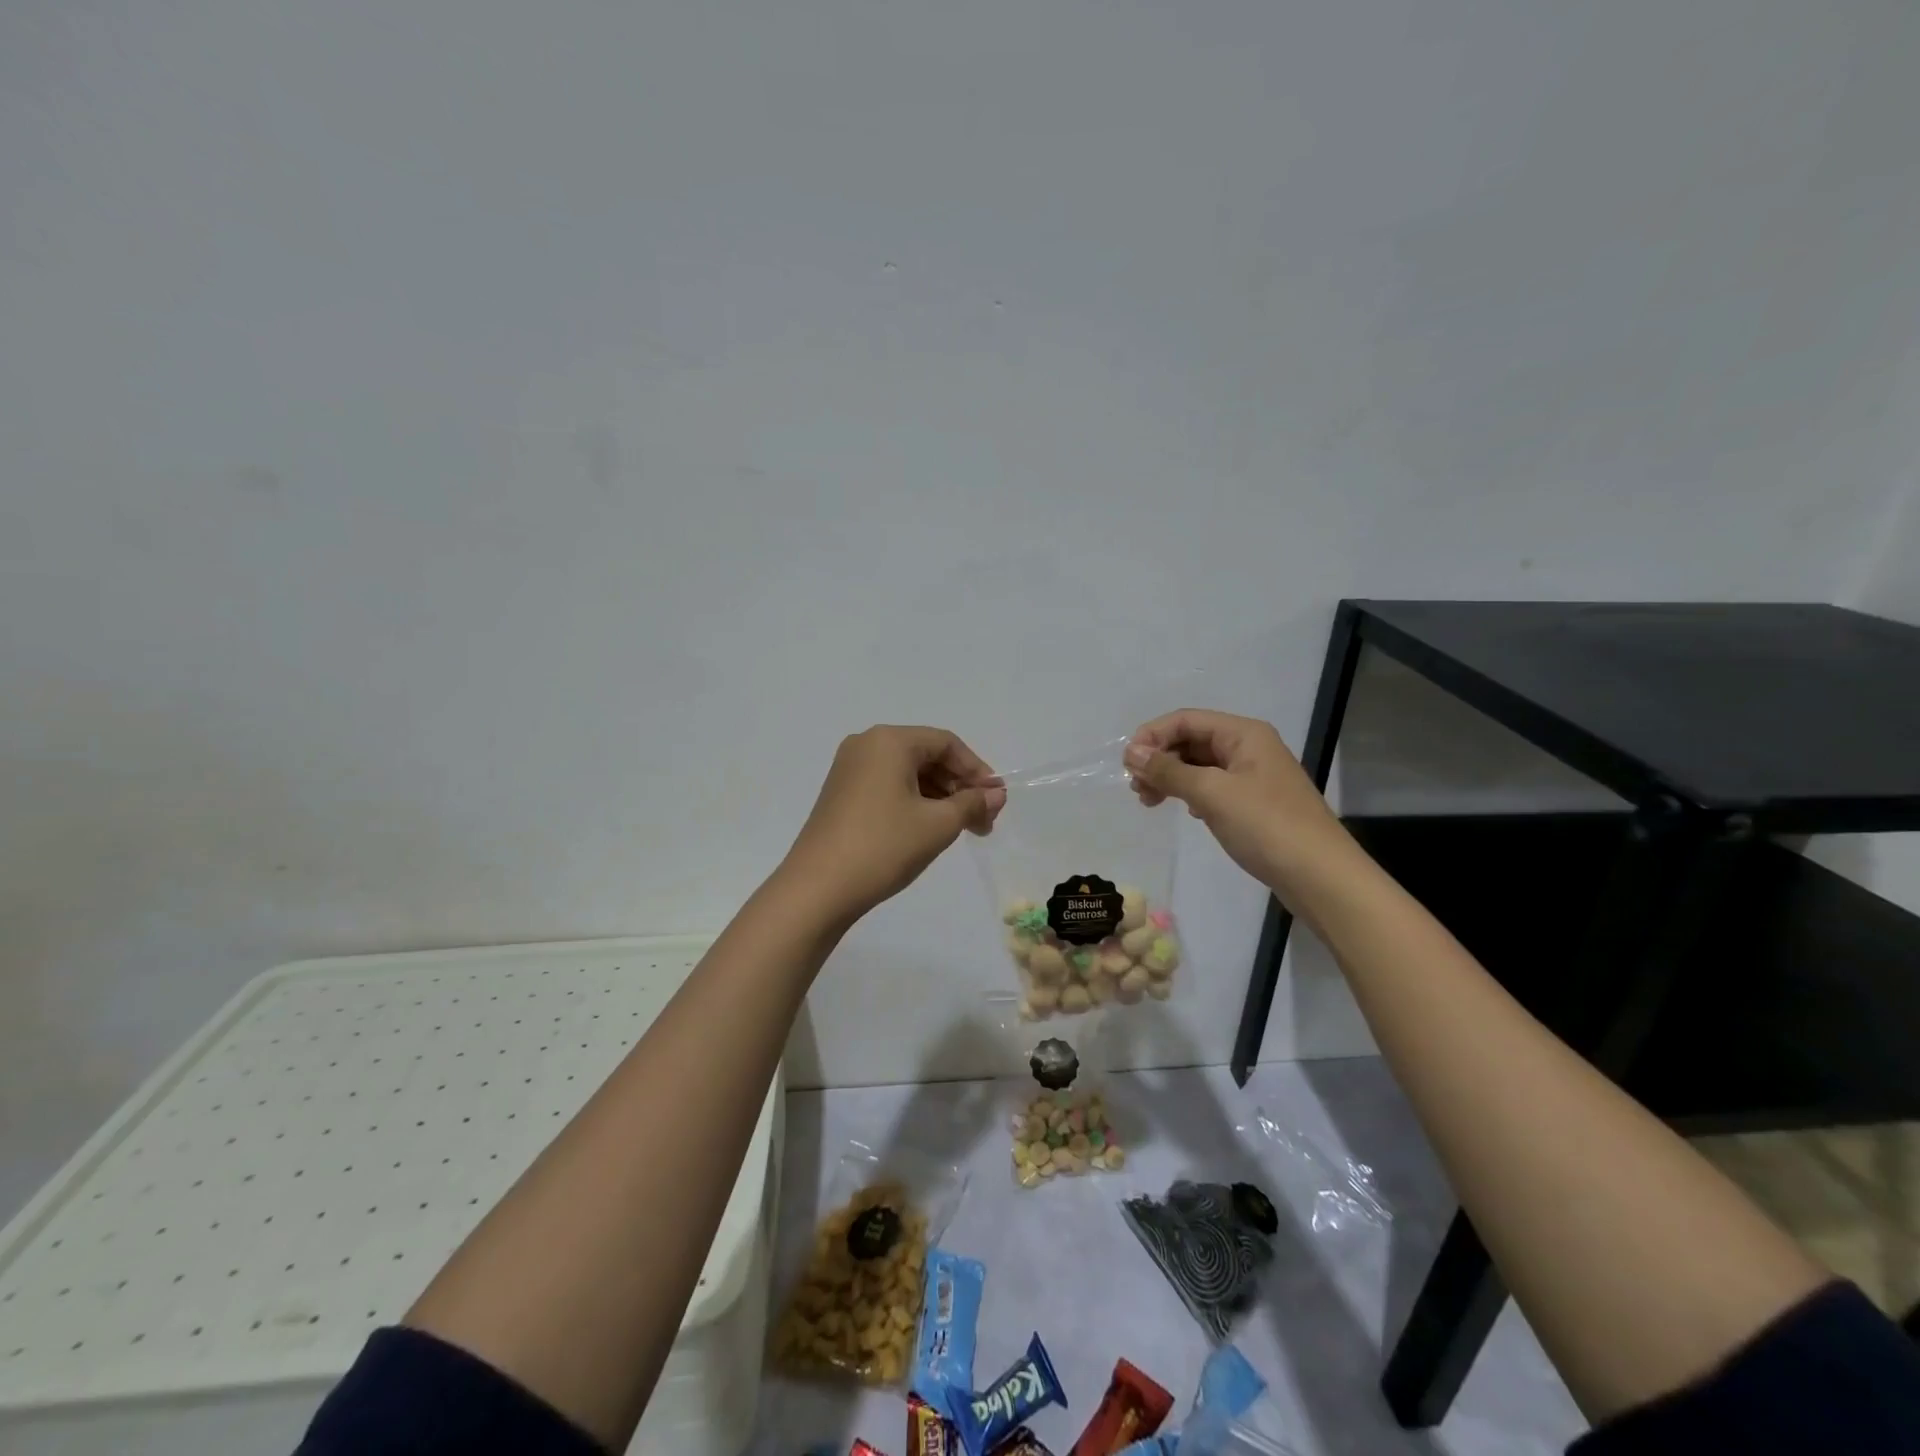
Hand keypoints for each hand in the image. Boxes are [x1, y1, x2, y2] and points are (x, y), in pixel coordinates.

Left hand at [781, 725, 1004, 920]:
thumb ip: (971, 803)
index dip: (977, 770)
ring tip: (961, 829)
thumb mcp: (937, 825)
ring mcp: (849, 769)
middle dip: (959, 786)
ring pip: (907, 773)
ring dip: (939, 797)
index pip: (946, 743)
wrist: (818, 888)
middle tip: (983, 821)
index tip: (996, 800)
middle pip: (926, 755)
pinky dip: (914, 802)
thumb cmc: (884, 846)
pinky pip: (888, 786)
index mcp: (889, 741)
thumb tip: (996, 794)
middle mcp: (866, 745)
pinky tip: (929, 828)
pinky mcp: (841, 793)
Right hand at [1124, 709, 1347, 896]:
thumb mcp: (1211, 794)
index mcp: (1243, 734)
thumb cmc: (1266, 826)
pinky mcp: (1254, 802)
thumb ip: (1168, 770)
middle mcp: (1249, 747)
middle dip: (1160, 758)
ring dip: (1171, 777)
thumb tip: (1131, 752)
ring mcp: (1253, 775)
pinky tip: (1186, 811)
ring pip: (1199, 765)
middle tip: (1136, 788)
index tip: (1127, 765)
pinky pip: (1212, 786)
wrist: (1320, 876)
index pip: (1185, 720)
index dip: (1152, 736)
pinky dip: (1190, 794)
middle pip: (1191, 740)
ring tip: (1150, 802)